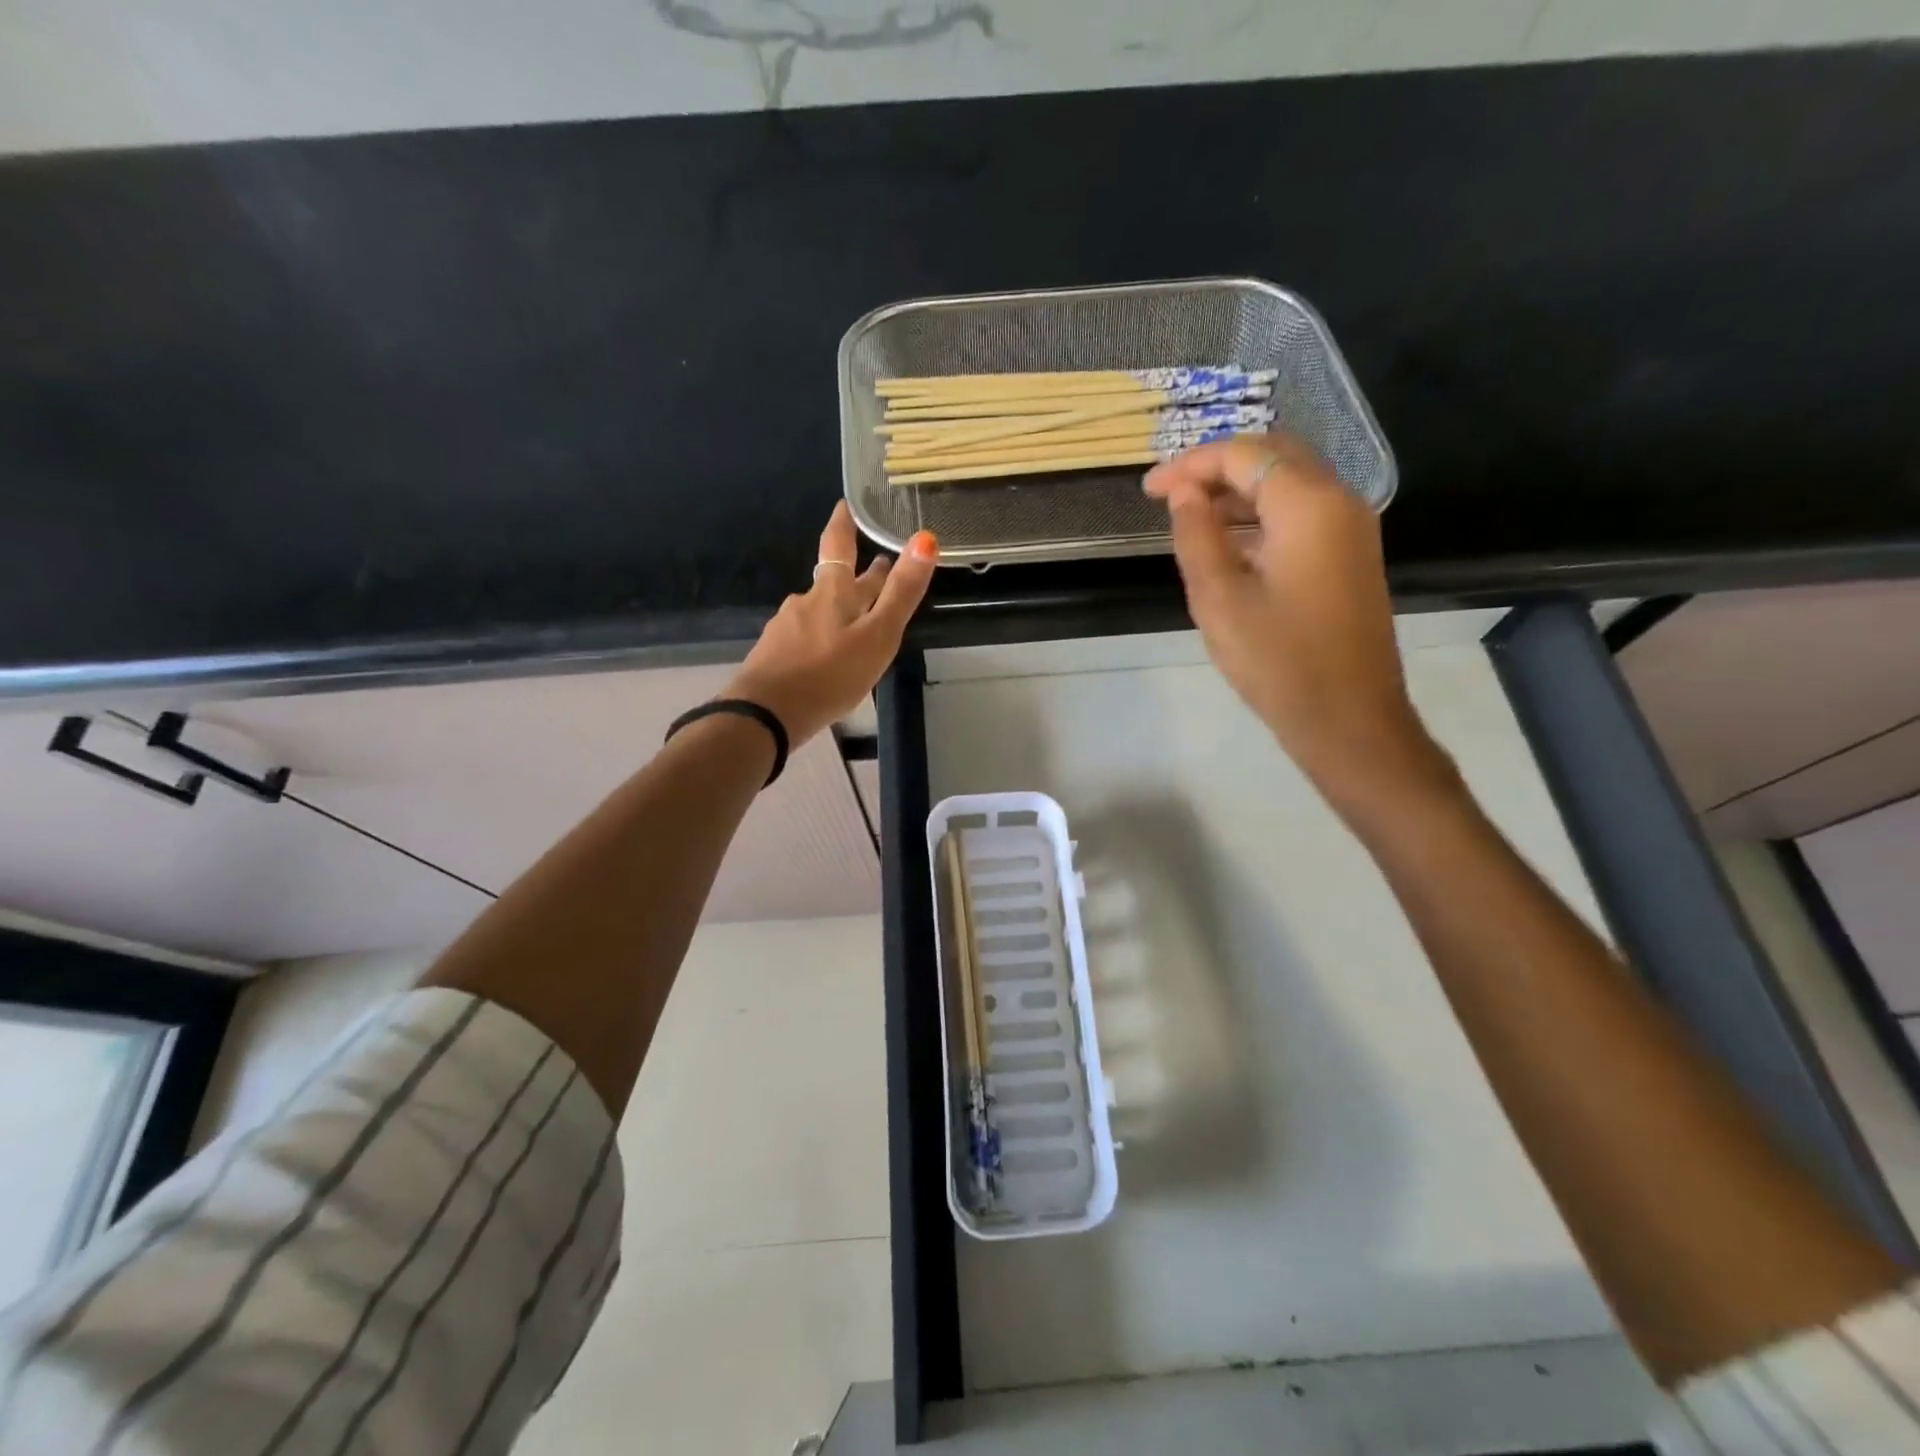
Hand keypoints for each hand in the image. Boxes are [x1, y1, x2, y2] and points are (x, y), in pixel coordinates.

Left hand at [727, 502, 938, 745]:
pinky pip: (804, 638)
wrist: (766, 714)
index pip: (838, 546)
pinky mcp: (774, 655)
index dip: (843, 523)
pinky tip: (826, 657)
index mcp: (832, 593)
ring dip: (840, 610)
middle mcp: (806, 602)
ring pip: (820, 612)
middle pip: (834, 582)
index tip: (845, 505)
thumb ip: (901, 592)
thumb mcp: (878, 635)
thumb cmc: (830, 674)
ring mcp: (786, 629)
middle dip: (857, 576)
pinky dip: (821, 639)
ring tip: (857, 623)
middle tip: (878, 569)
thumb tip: (925, 539)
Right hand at [1144, 436, 1447, 801]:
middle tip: (1169, 496)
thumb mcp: (1219, 598)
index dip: (1190, 464)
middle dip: (1216, 468)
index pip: (1243, 455)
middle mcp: (1339, 501)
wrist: (1348, 718)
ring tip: (1190, 519)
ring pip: (1289, 483)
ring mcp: (1351, 528)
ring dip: (1238, 491)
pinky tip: (1228, 543)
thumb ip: (1196, 535)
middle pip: (1272, 456)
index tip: (1149, 490)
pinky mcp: (1350, 555)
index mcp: (1308, 504)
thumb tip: (1183, 493)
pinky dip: (1262, 515)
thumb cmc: (1277, 661)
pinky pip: (1302, 512)